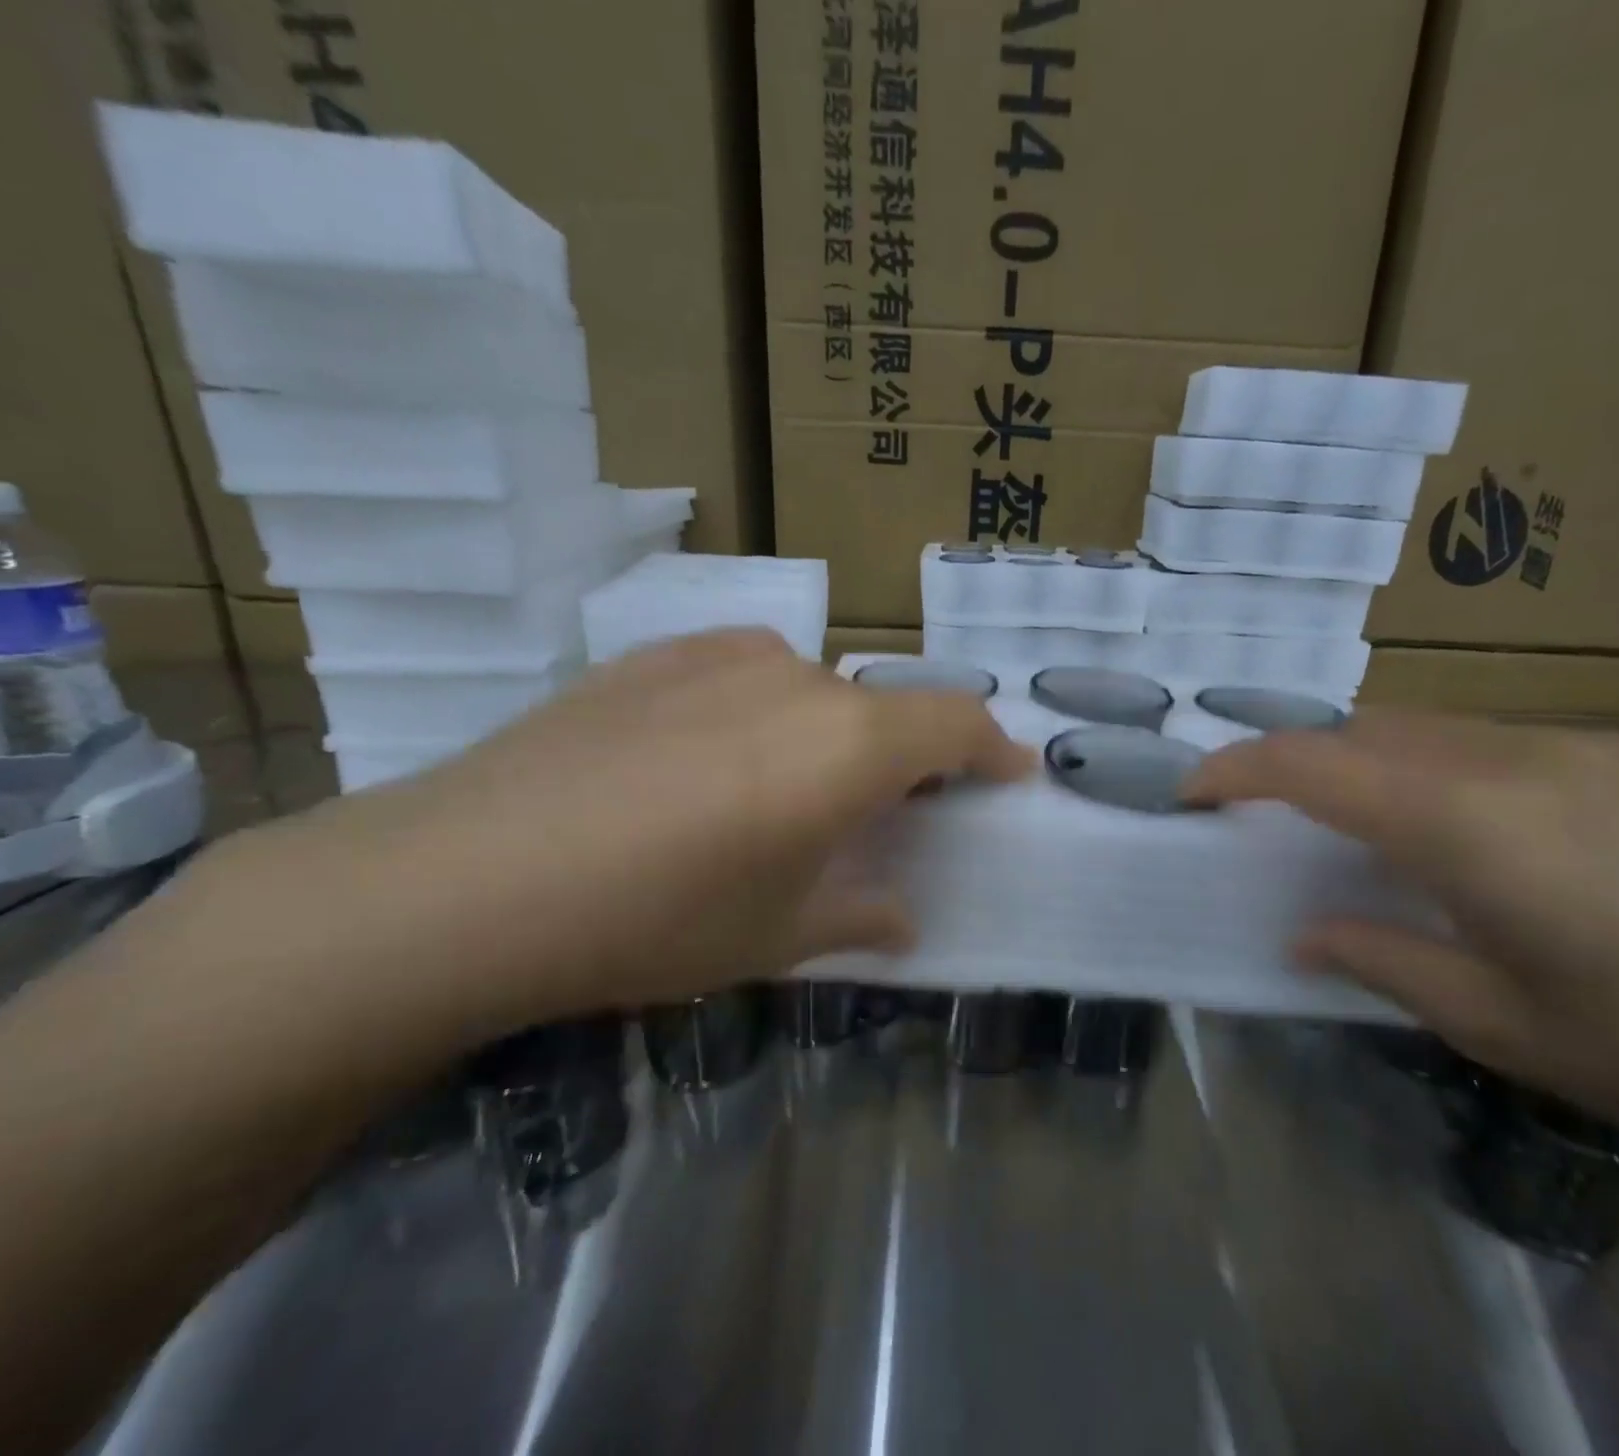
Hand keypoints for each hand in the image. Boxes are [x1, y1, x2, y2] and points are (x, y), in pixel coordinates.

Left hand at [211, 630, 1031, 1040]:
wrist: (466, 879)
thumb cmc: (655, 918)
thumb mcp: (777, 935)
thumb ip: (859, 914)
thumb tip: (902, 915)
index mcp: (846, 742)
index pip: (954, 721)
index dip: (991, 746)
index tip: (1009, 771)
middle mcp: (798, 677)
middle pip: (882, 709)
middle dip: (900, 759)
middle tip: (881, 815)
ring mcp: (721, 655)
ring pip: (812, 690)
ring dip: (825, 736)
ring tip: (779, 795)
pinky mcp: (655, 654)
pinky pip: (744, 675)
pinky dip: (762, 713)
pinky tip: (707, 762)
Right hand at [1185, 713, 1618, 1212]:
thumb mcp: (1505, 1028)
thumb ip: (1382, 961)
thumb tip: (1304, 934)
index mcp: (1469, 825)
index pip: (1311, 763)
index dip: (1234, 767)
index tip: (1193, 793)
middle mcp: (1514, 758)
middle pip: (1365, 730)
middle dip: (1304, 767)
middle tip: (1287, 829)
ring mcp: (1586, 746)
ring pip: (1432, 729)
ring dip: (1378, 768)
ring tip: (1387, 839)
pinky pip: (1503, 742)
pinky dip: (1451, 771)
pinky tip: (1497, 840)